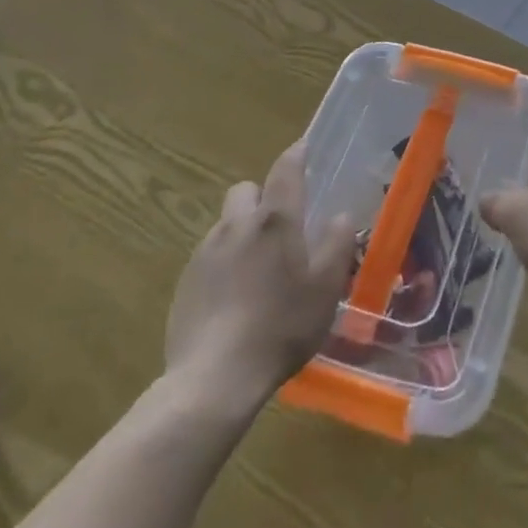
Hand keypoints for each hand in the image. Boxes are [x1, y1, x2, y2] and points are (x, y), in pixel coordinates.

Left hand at [162, 141, 355, 398]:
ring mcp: (205, 253)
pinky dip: (225, 263)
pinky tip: (235, 298)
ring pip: (226, 224)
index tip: (304, 148)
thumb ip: (337, 245)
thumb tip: (342, 215)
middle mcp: (236, 226)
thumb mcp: (325, 288)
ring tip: (258, 269)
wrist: (214, 379)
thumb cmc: (281, 327)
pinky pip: (209, 256)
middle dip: (261, 197)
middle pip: (245, 191)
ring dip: (242, 232)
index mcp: (274, 221)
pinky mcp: (185, 282)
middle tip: (280, 226)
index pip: (285, 170)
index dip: (296, 155)